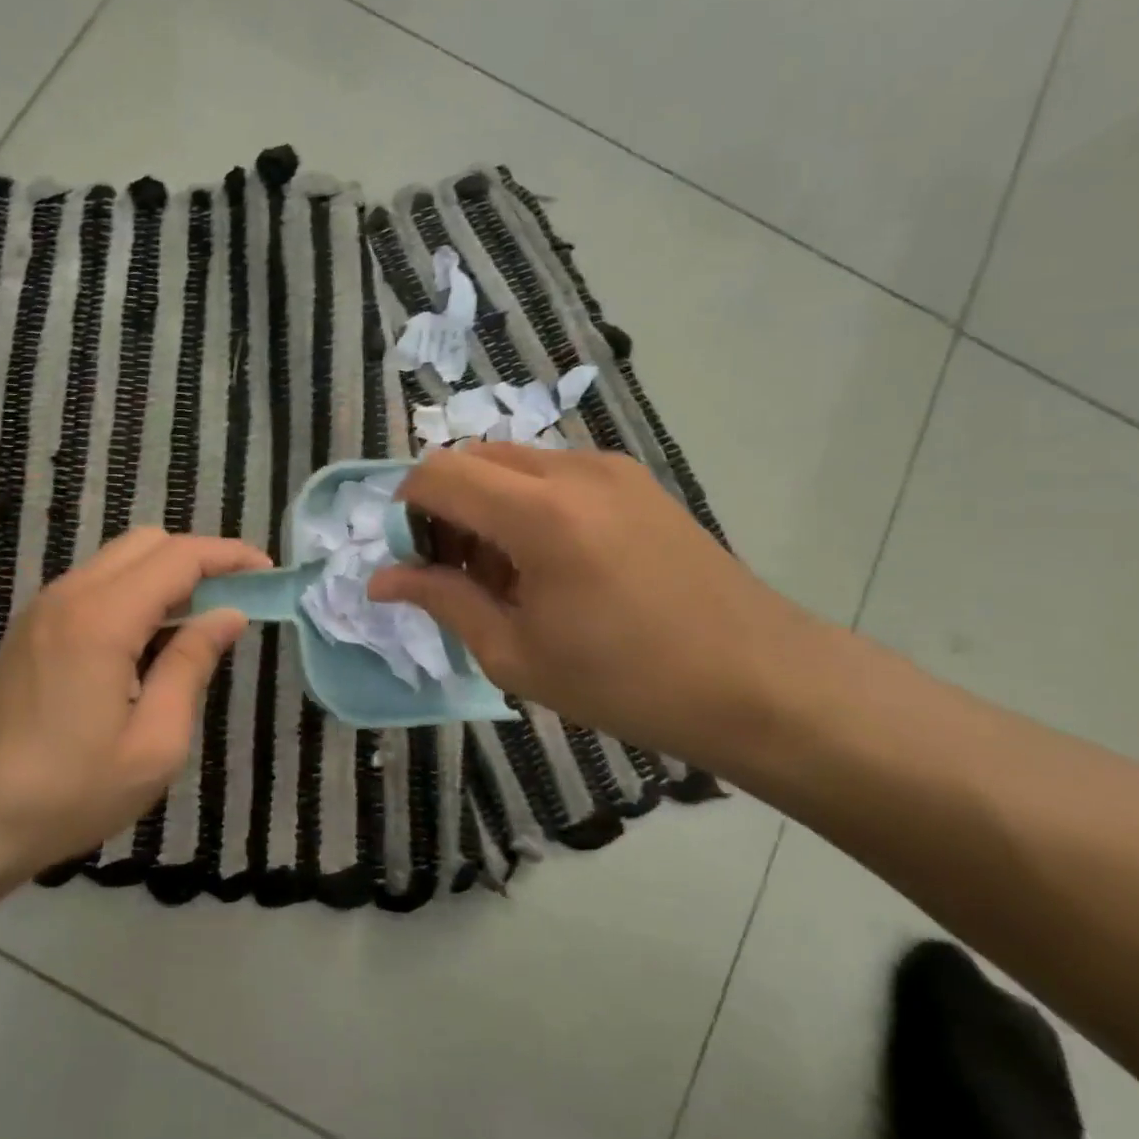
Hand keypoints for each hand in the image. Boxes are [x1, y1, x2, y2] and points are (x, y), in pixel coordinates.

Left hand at [0, 527, 267, 885]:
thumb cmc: (66, 793)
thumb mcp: (153, 744)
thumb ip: (191, 666)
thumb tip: (227, 616)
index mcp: (103, 618)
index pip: (179, 557)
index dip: (229, 556)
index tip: (267, 574)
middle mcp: (71, 595)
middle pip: (148, 542)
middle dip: (199, 558)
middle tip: (235, 600)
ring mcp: (46, 608)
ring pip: (120, 559)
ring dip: (166, 574)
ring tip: (199, 622)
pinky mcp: (33, 627)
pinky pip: (97, 583)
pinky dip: (136, 591)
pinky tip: (150, 640)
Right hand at [369, 443, 820, 769]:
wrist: (758, 681)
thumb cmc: (627, 681)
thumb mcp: (516, 654)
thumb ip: (442, 602)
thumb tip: (380, 580)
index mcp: (539, 514)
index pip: (438, 474)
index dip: (405, 508)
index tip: (409, 558)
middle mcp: (573, 470)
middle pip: (472, 457)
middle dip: (444, 505)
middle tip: (453, 570)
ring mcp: (611, 469)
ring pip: (513, 462)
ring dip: (485, 504)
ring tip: (504, 574)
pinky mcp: (636, 480)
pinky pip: (554, 473)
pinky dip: (526, 503)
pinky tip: (550, 562)